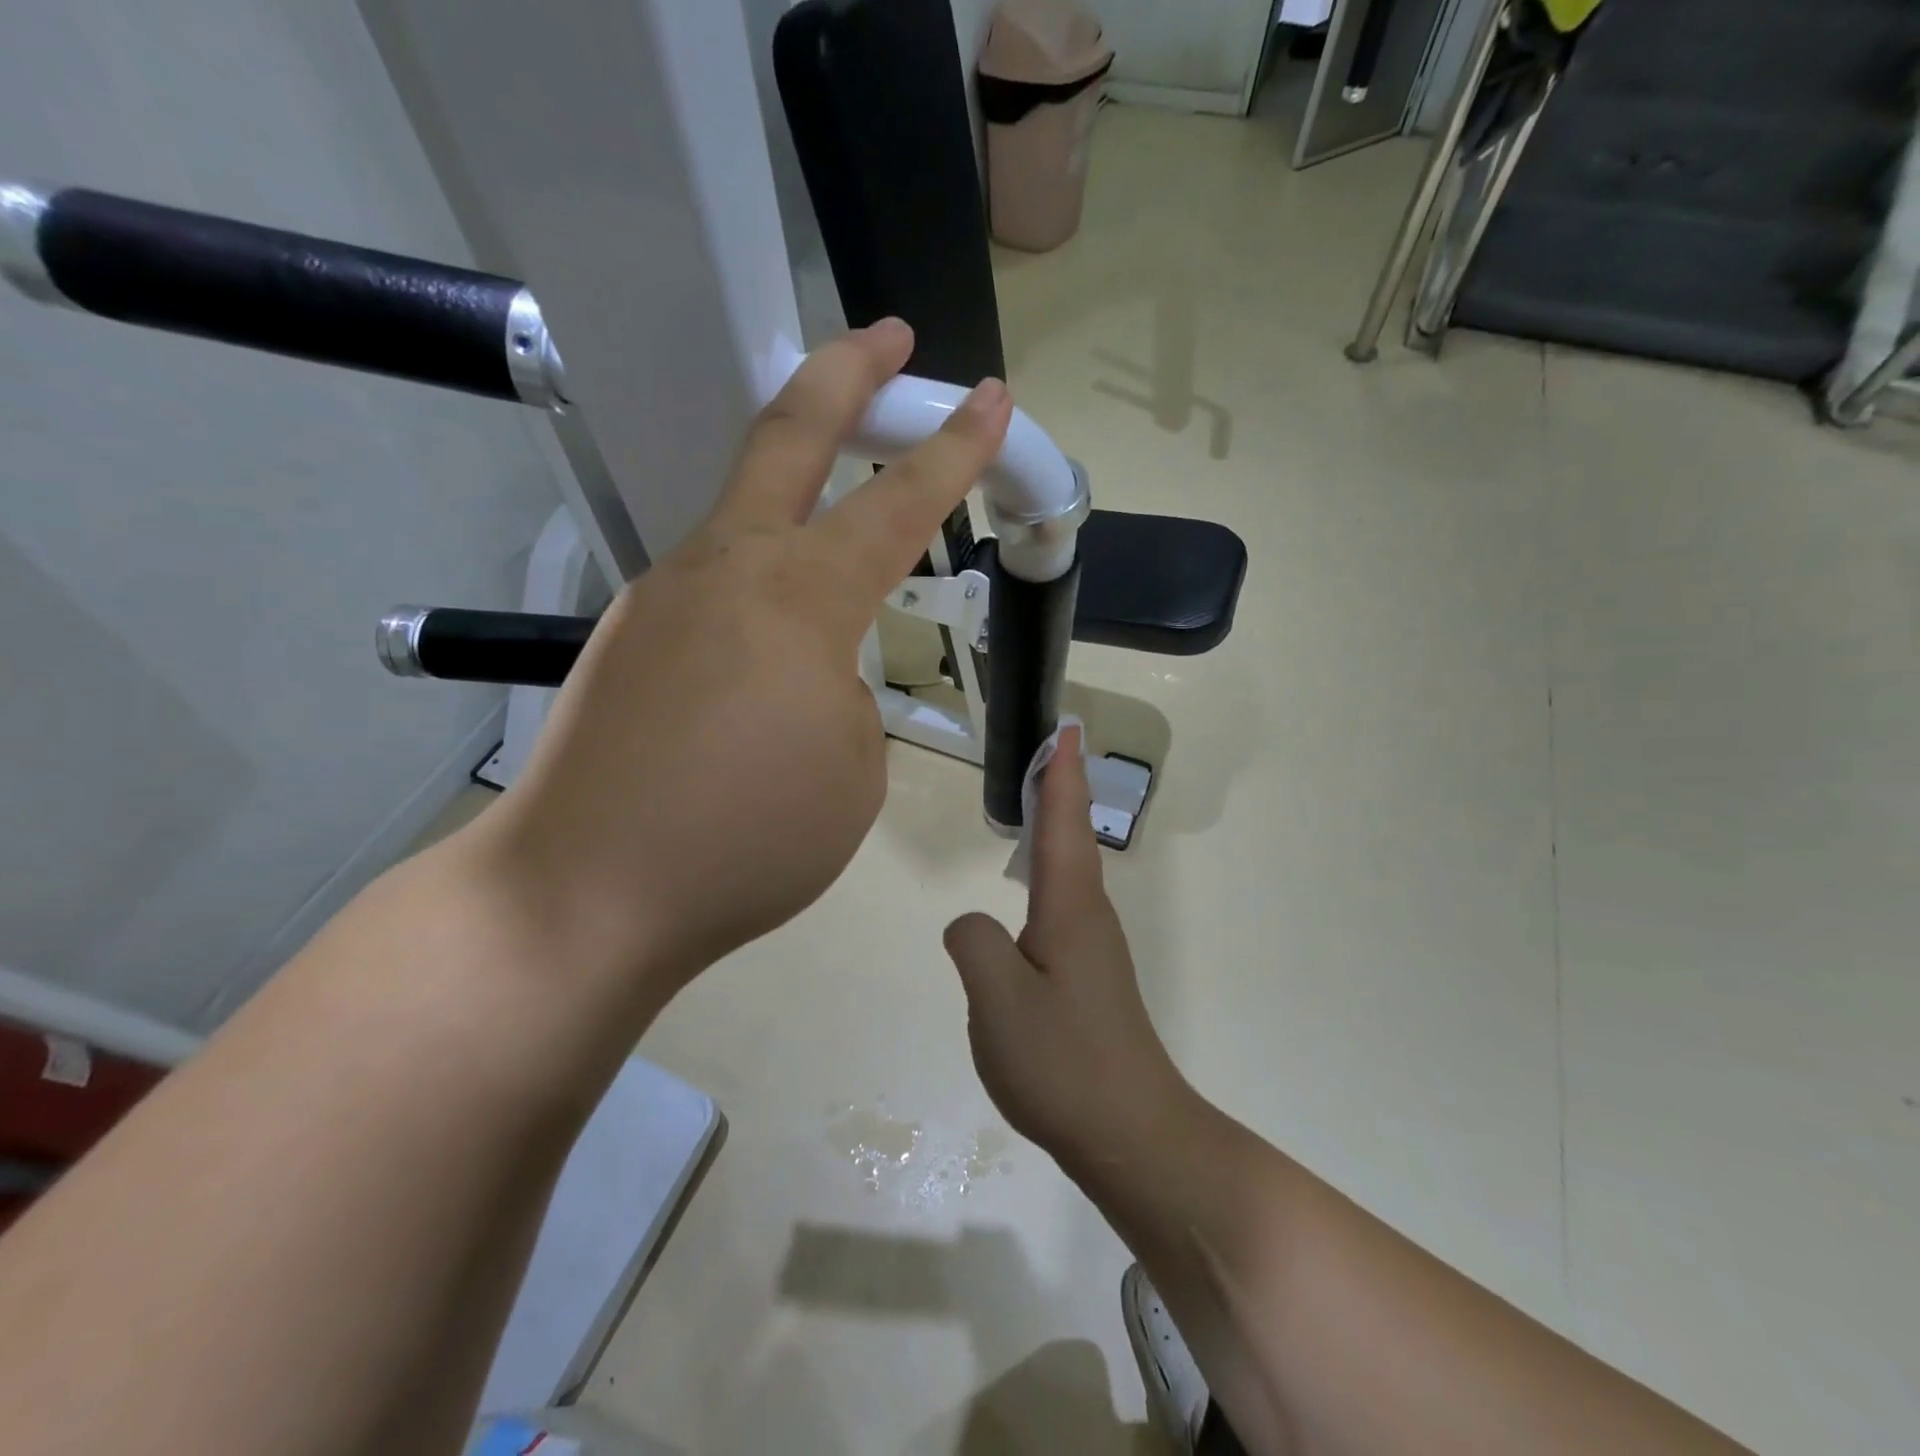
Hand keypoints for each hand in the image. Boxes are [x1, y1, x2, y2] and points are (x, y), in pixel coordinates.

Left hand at [475, 321, 1012, 1004]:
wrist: (583, 894)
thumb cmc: (744, 840)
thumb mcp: (851, 768)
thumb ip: (847, 694)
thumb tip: (813, 670)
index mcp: (799, 599)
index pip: (897, 503)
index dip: (953, 449)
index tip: (992, 399)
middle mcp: (725, 569)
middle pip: (788, 433)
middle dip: (848, 372)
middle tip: (891, 337)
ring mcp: (662, 595)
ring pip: (743, 509)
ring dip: (798, 487)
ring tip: (840, 526)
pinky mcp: (626, 636)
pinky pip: (713, 587)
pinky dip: (758, 589)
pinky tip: (765, 653)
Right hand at [943, 727, 1190, 1170]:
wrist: (1131, 1134)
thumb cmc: (1063, 1061)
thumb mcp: (998, 999)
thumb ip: (974, 943)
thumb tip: (971, 924)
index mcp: (1070, 908)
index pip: (1064, 824)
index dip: (1062, 775)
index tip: (1066, 731)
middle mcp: (1088, 917)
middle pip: (1072, 838)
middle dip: (1062, 790)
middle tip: (1049, 753)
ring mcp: (1092, 950)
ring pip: (1070, 873)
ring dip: (1057, 830)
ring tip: (1038, 805)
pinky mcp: (1088, 979)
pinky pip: (1062, 907)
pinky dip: (1049, 874)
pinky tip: (1033, 891)